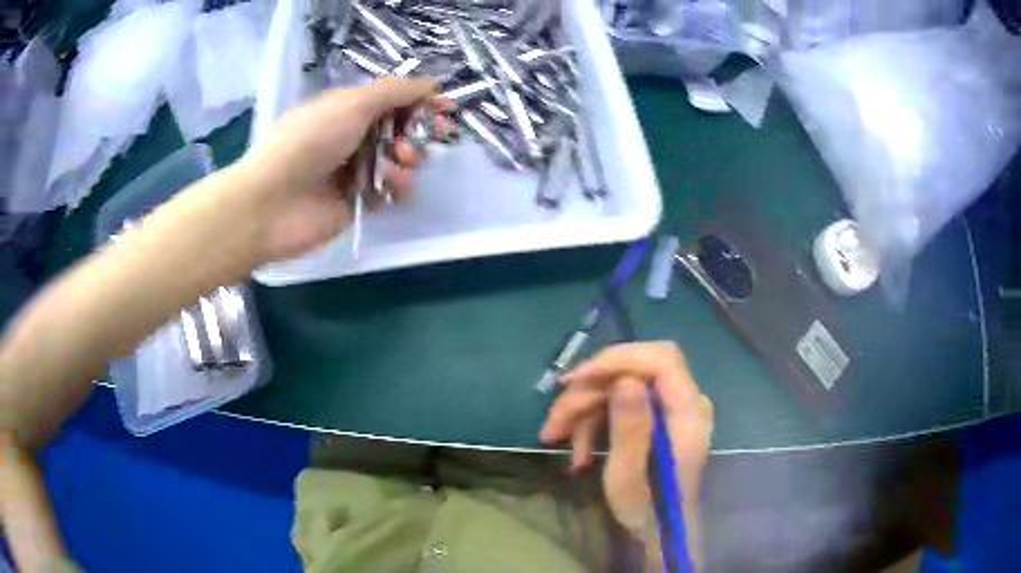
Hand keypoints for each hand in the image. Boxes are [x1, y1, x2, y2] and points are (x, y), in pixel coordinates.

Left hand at [233, 77, 445, 264]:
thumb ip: (395, 92)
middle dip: (419, 130)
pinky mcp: (356, 202)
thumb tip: (430, 83)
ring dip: (408, 158)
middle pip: (399, 130)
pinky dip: (395, 186)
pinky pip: (389, 190)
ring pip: (398, 161)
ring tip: (400, 162)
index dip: (420, 101)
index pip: (392, 100)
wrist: (273, 203)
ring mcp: (354, 170)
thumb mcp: (352, 104)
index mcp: (346, 109)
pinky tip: (388, 186)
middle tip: (435, 133)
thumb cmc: (309, 142)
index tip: (447, 107)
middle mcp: (351, 136)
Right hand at [539, 342, 712, 542]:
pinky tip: (578, 450)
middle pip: (636, 370)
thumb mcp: (629, 479)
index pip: (661, 359)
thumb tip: (626, 381)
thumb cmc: (647, 510)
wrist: (663, 532)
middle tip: (554, 421)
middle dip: (589, 391)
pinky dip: (595, 420)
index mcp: (689, 414)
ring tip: (556, 438)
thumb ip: (630, 430)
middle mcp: (687, 402)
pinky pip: (624, 403)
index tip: (576, 380)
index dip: (618, 360)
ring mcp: (674, 409)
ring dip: (585, 408)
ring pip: (622, 386)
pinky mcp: (660, 417)